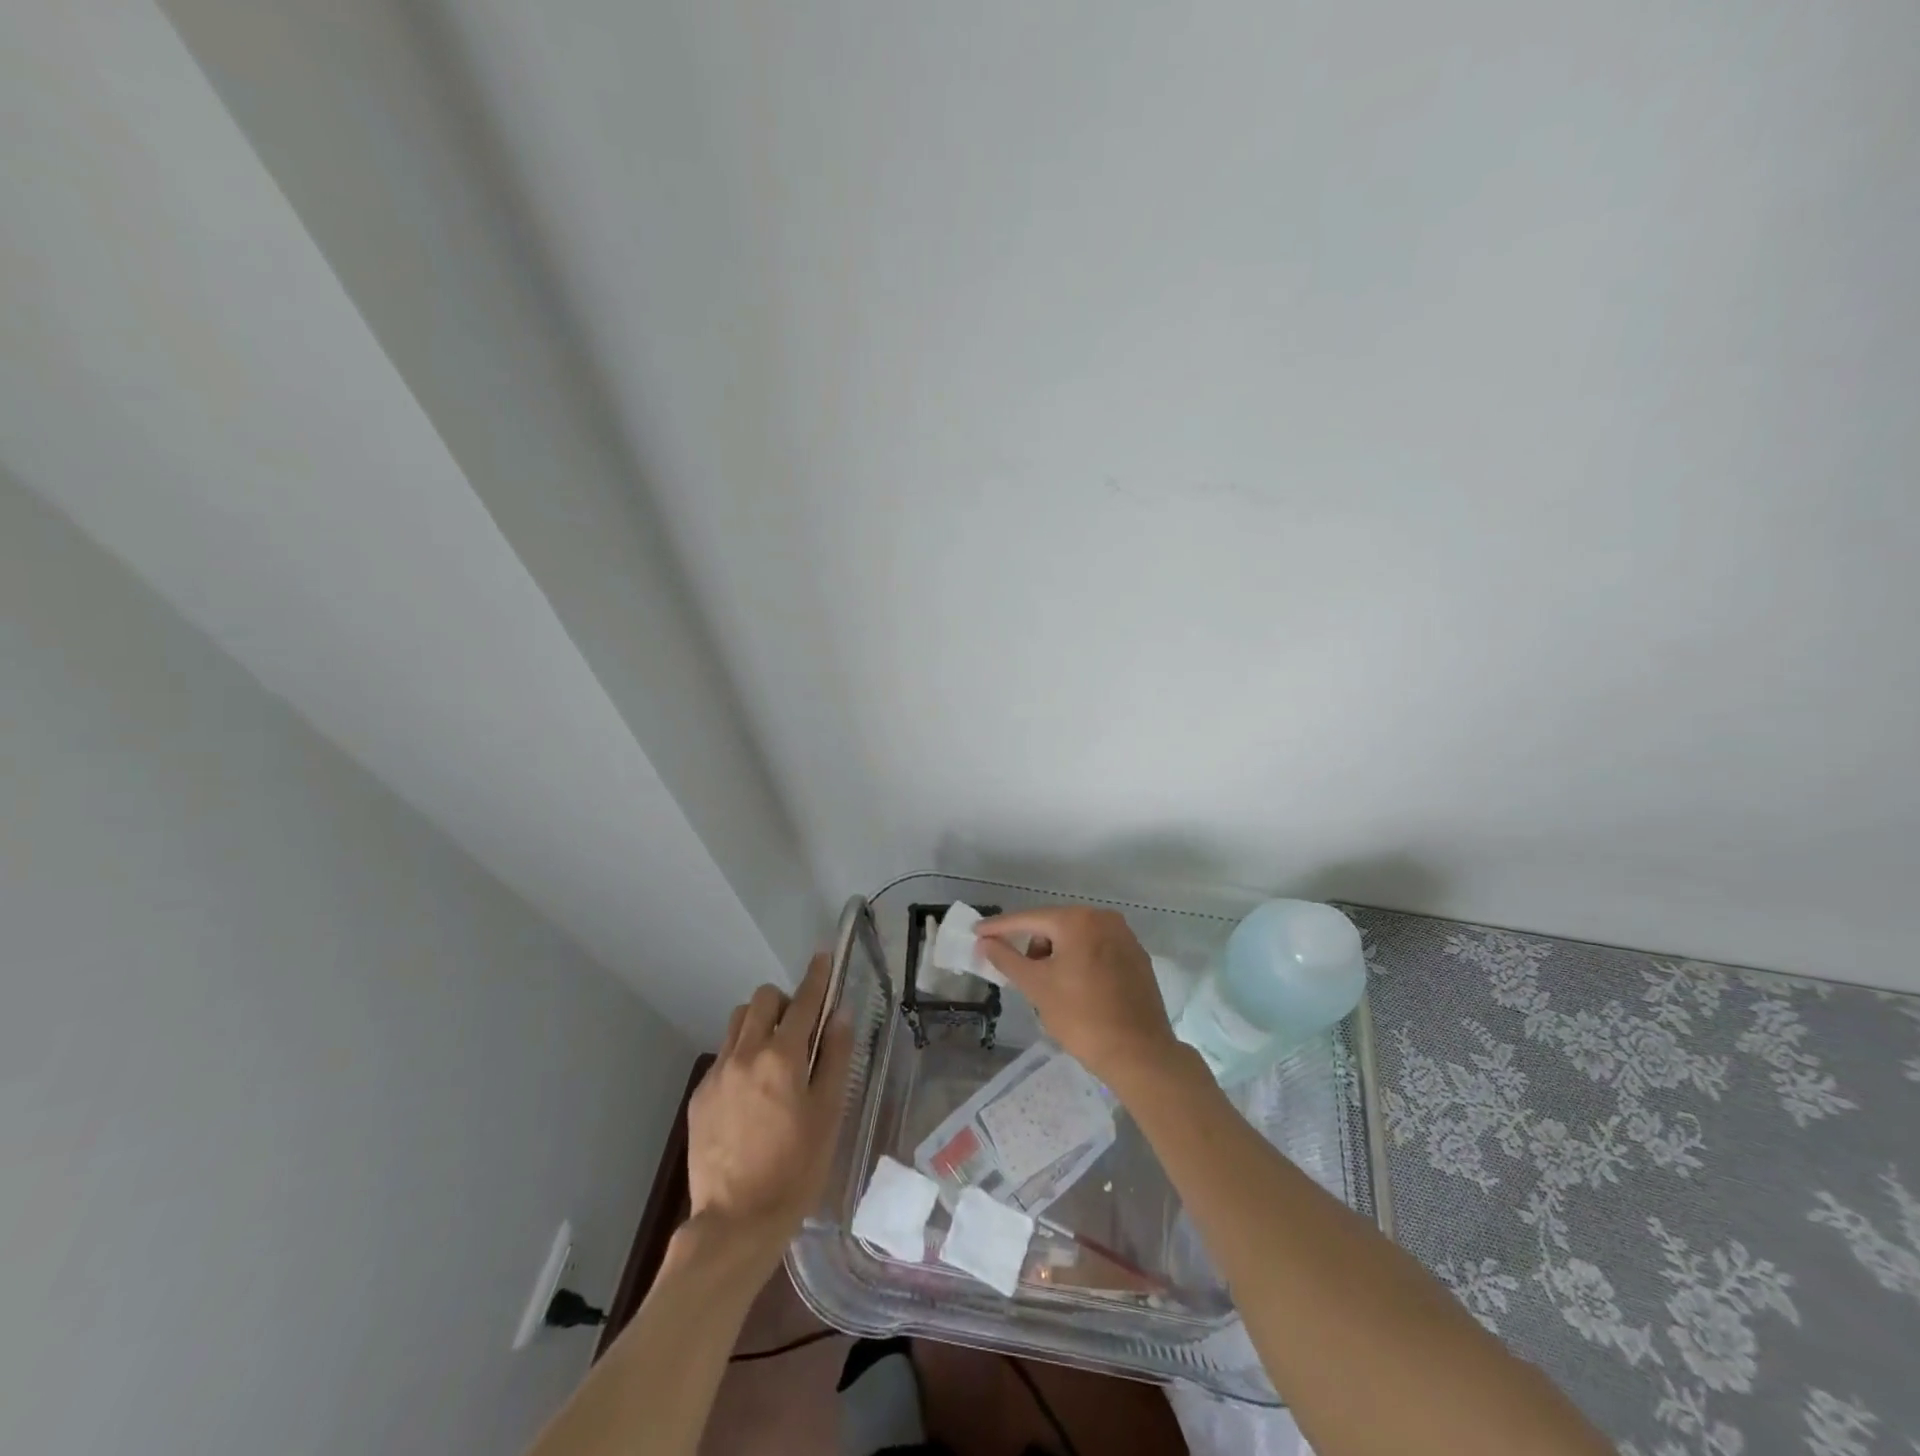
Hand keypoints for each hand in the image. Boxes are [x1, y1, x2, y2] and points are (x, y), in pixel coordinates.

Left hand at [686, 953, 852, 1267]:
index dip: (816, 976)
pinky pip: (723, 1055)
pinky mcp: (700, 1095)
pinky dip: (741, 1055)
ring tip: (774, 1057)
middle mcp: (745, 1054)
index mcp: (782, 1057)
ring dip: (759, 1024)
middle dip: (784, 1002)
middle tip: (800, 1030)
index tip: (823, 957)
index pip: (803, 1001)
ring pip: (738, 1022)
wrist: (736, 1223)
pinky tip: (752, 1092)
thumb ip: (835, 1057)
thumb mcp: (829, 1113)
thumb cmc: (796, 1169)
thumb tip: (839, 1014)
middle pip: (762, 1000)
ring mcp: (717, 1073)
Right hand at [974, 906, 1188, 1092]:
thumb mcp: (1036, 987)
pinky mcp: (1137, 958)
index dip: (1000, 927)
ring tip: (1050, 987)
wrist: (1140, 1053)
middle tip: (1021, 972)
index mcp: (1078, 920)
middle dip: (1034, 945)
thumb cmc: (1082, 1017)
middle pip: (1055, 925)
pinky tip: (1076, 988)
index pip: (1029, 919)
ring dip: (1057, 954)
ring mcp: (1125, 937)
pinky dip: (1080, 961)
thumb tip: (985, 941)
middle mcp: (1104, 919)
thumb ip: (1007, 959)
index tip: (977, 932)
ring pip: (1078, 938)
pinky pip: (1098, 950)